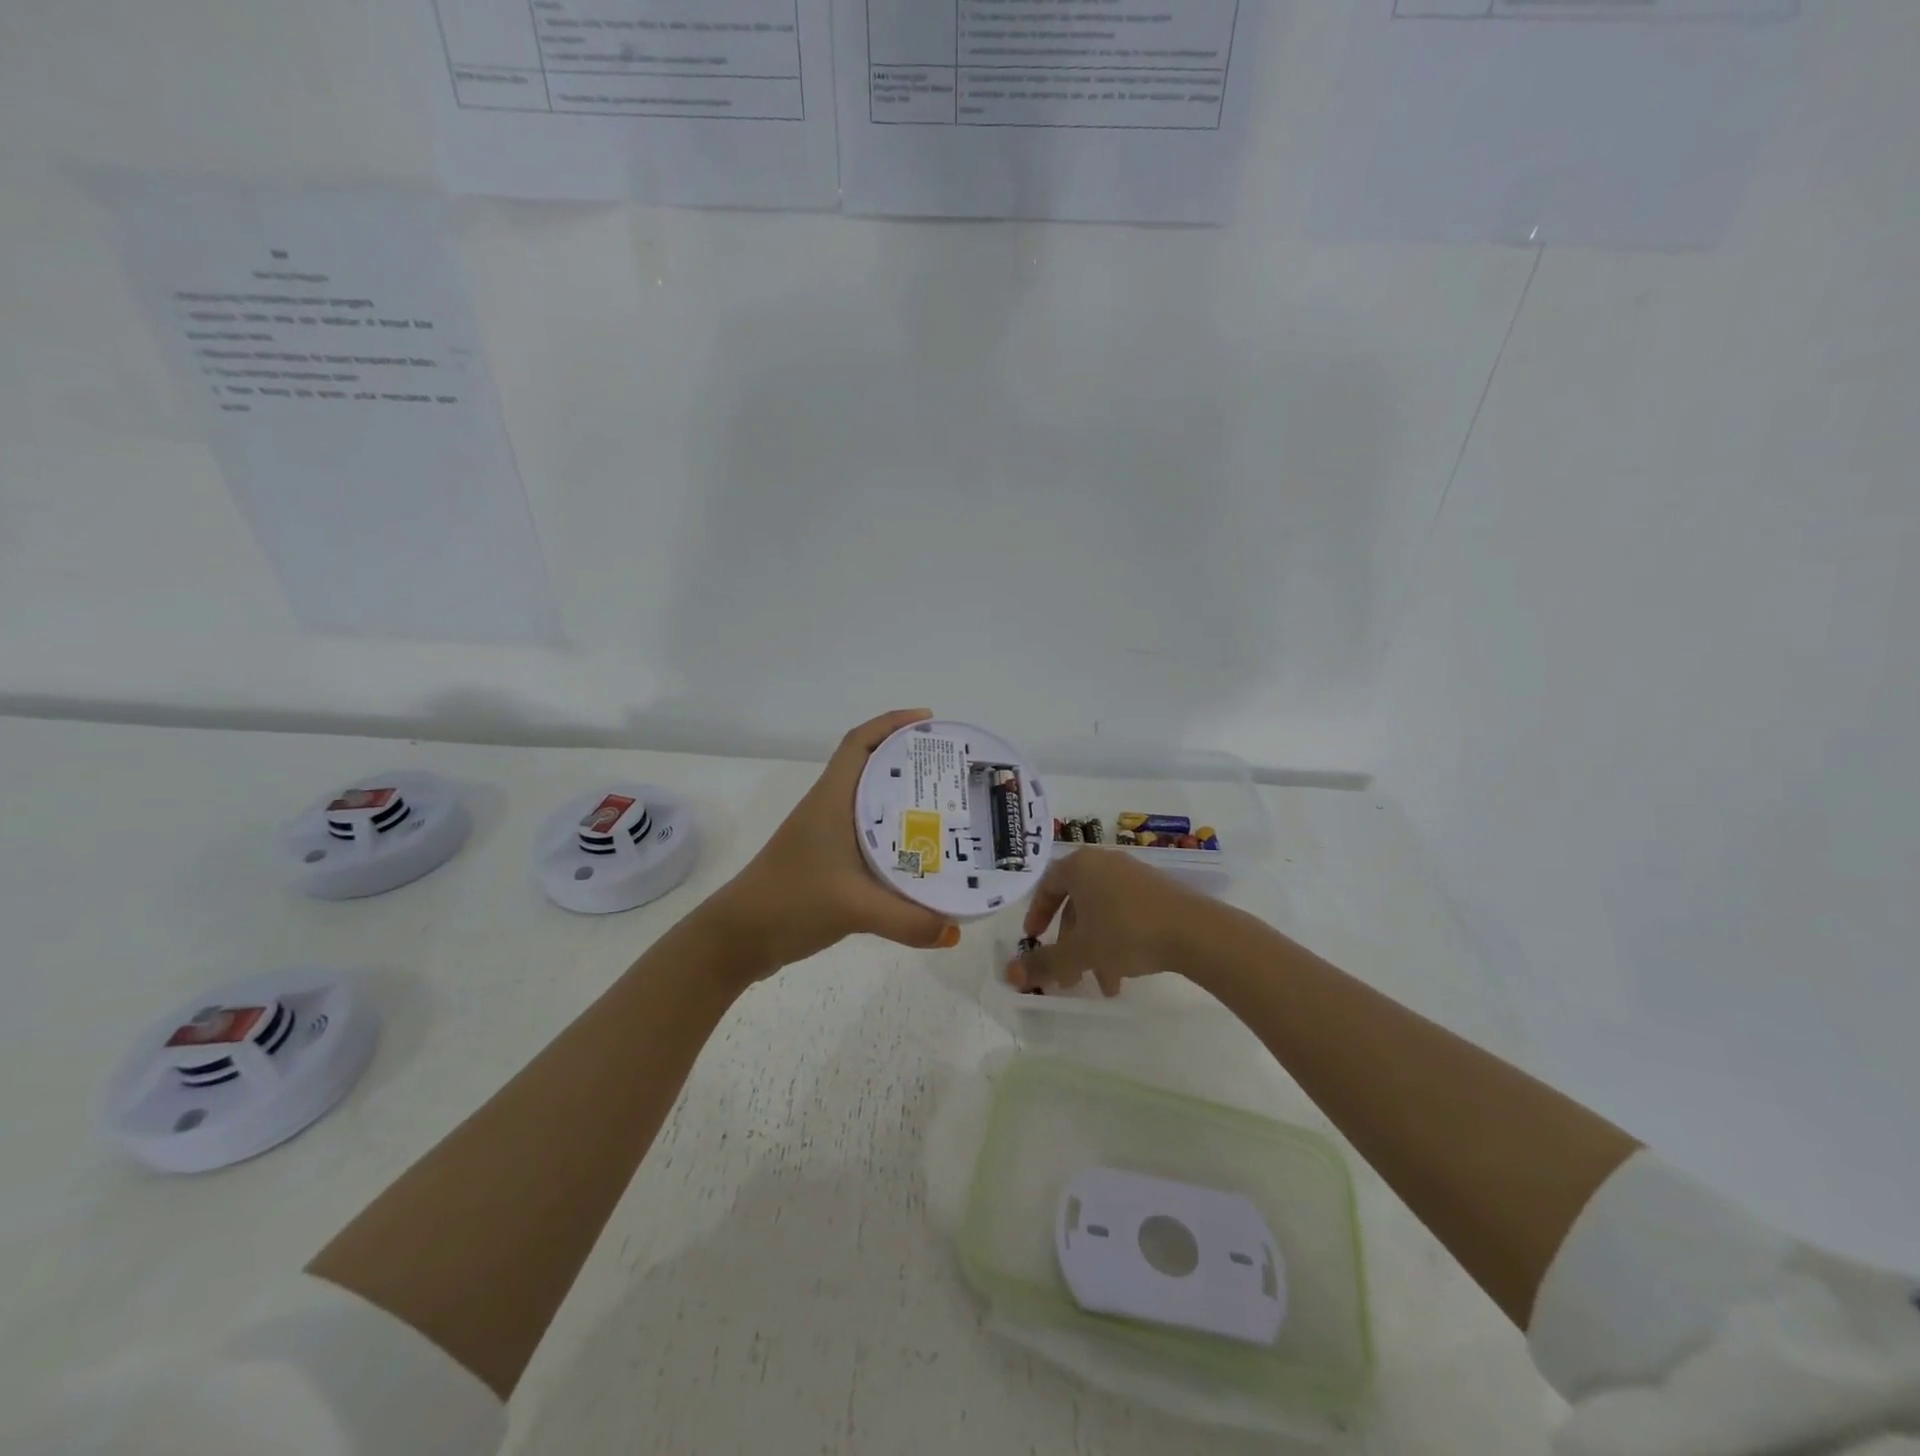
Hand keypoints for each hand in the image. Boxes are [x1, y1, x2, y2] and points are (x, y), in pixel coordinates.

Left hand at [699, 709, 962, 977]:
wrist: (739, 937)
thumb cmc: (790, 902)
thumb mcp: (854, 908)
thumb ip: (907, 921)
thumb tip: (954, 930)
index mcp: (832, 799)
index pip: (859, 743)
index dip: (892, 723)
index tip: (929, 720)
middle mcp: (829, 809)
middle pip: (872, 767)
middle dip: (910, 760)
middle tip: (951, 768)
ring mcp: (826, 835)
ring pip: (871, 802)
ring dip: (904, 797)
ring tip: (946, 805)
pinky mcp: (827, 861)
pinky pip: (868, 833)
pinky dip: (895, 833)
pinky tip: (919, 852)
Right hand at [1004, 848, 1203, 995]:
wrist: (1194, 931)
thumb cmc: (1126, 932)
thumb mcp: (1080, 952)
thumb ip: (1044, 963)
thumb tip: (1009, 974)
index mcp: (1081, 866)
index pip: (1048, 885)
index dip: (1037, 914)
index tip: (1033, 939)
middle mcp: (1105, 863)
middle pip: (1076, 904)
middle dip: (1070, 944)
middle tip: (1068, 977)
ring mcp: (1133, 876)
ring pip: (1101, 914)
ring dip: (1094, 950)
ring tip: (1103, 987)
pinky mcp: (1157, 891)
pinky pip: (1125, 914)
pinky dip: (1117, 941)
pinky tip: (1125, 974)